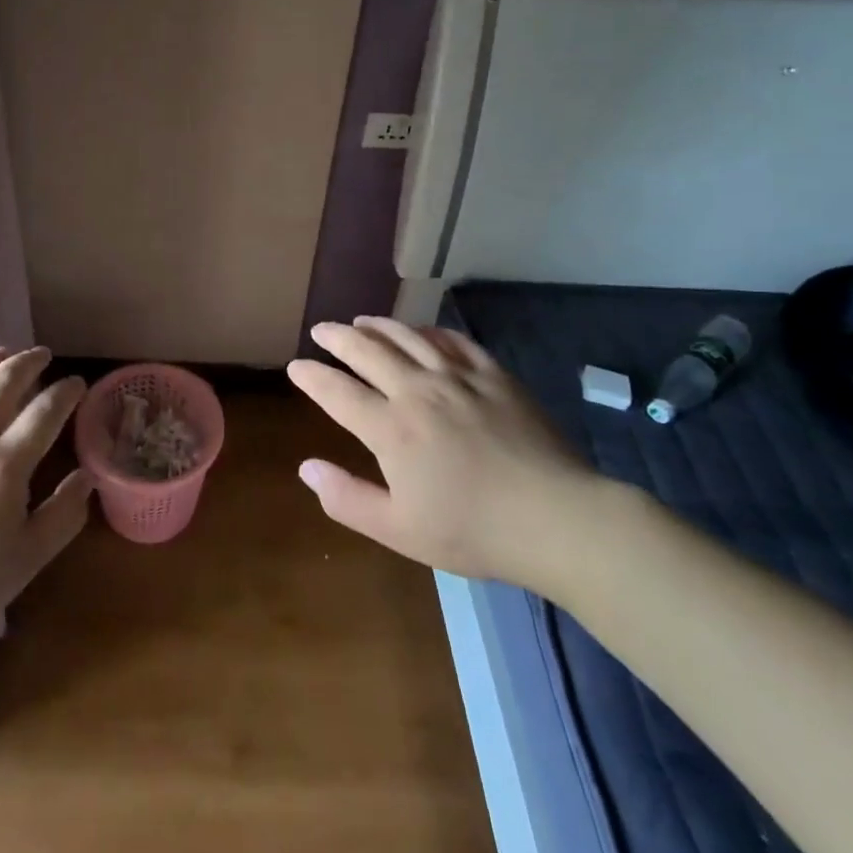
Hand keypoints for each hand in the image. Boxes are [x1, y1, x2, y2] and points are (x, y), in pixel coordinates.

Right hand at [288, 317, 603, 594]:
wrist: (557, 519)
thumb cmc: (473, 532)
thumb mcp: (399, 530)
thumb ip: (347, 498)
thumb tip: (306, 468)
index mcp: (391, 429)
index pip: (337, 392)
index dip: (312, 377)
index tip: (296, 367)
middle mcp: (418, 391)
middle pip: (368, 351)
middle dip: (338, 337)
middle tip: (322, 330)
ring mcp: (458, 378)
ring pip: (408, 337)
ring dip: (379, 326)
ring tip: (362, 321)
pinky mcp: (494, 375)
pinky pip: (454, 341)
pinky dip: (430, 332)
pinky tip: (423, 332)